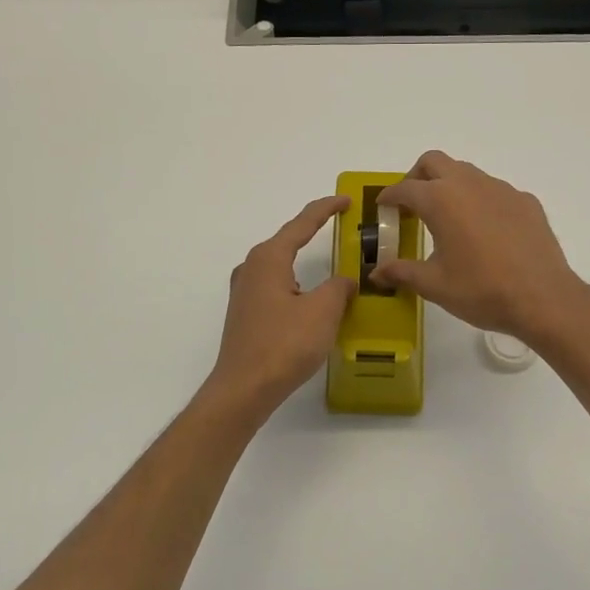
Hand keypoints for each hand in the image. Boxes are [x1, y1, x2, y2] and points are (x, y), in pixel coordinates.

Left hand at [205, 196, 355, 417]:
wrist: (243, 389)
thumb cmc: (284, 344)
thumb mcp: (323, 311)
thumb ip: (339, 287)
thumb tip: (344, 281)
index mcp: (269, 259)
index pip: (302, 223)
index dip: (326, 209)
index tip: (346, 200)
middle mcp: (252, 268)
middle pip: (288, 241)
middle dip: (313, 232)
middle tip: (340, 226)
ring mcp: (245, 292)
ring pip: (281, 266)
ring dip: (304, 262)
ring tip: (330, 264)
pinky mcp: (245, 314)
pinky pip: (276, 286)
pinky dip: (296, 284)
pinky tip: (309, 299)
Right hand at [371, 152, 589, 345]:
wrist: (543, 298)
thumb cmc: (481, 290)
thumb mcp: (435, 285)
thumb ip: (402, 273)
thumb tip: (376, 274)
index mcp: (441, 200)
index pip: (405, 188)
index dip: (390, 196)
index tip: (383, 206)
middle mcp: (469, 184)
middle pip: (434, 162)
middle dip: (417, 176)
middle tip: (412, 204)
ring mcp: (501, 189)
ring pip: (467, 172)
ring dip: (450, 185)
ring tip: (448, 217)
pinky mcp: (526, 201)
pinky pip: (495, 191)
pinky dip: (480, 201)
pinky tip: (485, 231)